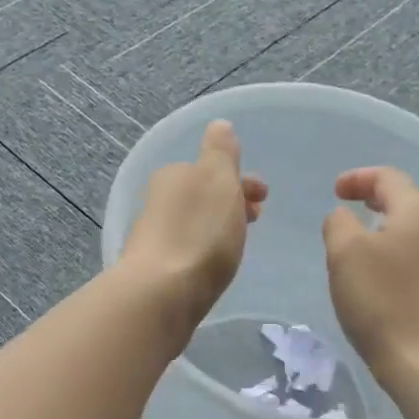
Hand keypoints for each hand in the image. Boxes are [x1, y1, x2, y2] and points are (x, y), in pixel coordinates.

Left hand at [121, 120, 267, 336]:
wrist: (162, 294)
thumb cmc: (199, 231)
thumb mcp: (217, 178)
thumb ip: (221, 151)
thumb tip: (218, 124)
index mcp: (173, 175)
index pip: (210, 169)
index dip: (240, 179)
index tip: (264, 196)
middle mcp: (158, 201)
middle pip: (202, 196)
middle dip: (230, 203)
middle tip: (257, 220)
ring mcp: (154, 236)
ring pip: (196, 222)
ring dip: (219, 226)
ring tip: (240, 244)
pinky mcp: (156, 269)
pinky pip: (188, 249)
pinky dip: (206, 249)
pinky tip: (215, 264)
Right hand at [323, 167, 418, 393]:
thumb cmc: (385, 303)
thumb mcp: (345, 254)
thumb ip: (339, 224)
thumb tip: (345, 216)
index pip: (388, 177)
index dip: (358, 178)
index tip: (336, 190)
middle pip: (409, 202)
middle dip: (377, 203)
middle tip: (352, 212)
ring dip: (392, 232)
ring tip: (367, 249)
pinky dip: (405, 259)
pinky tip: (391, 282)